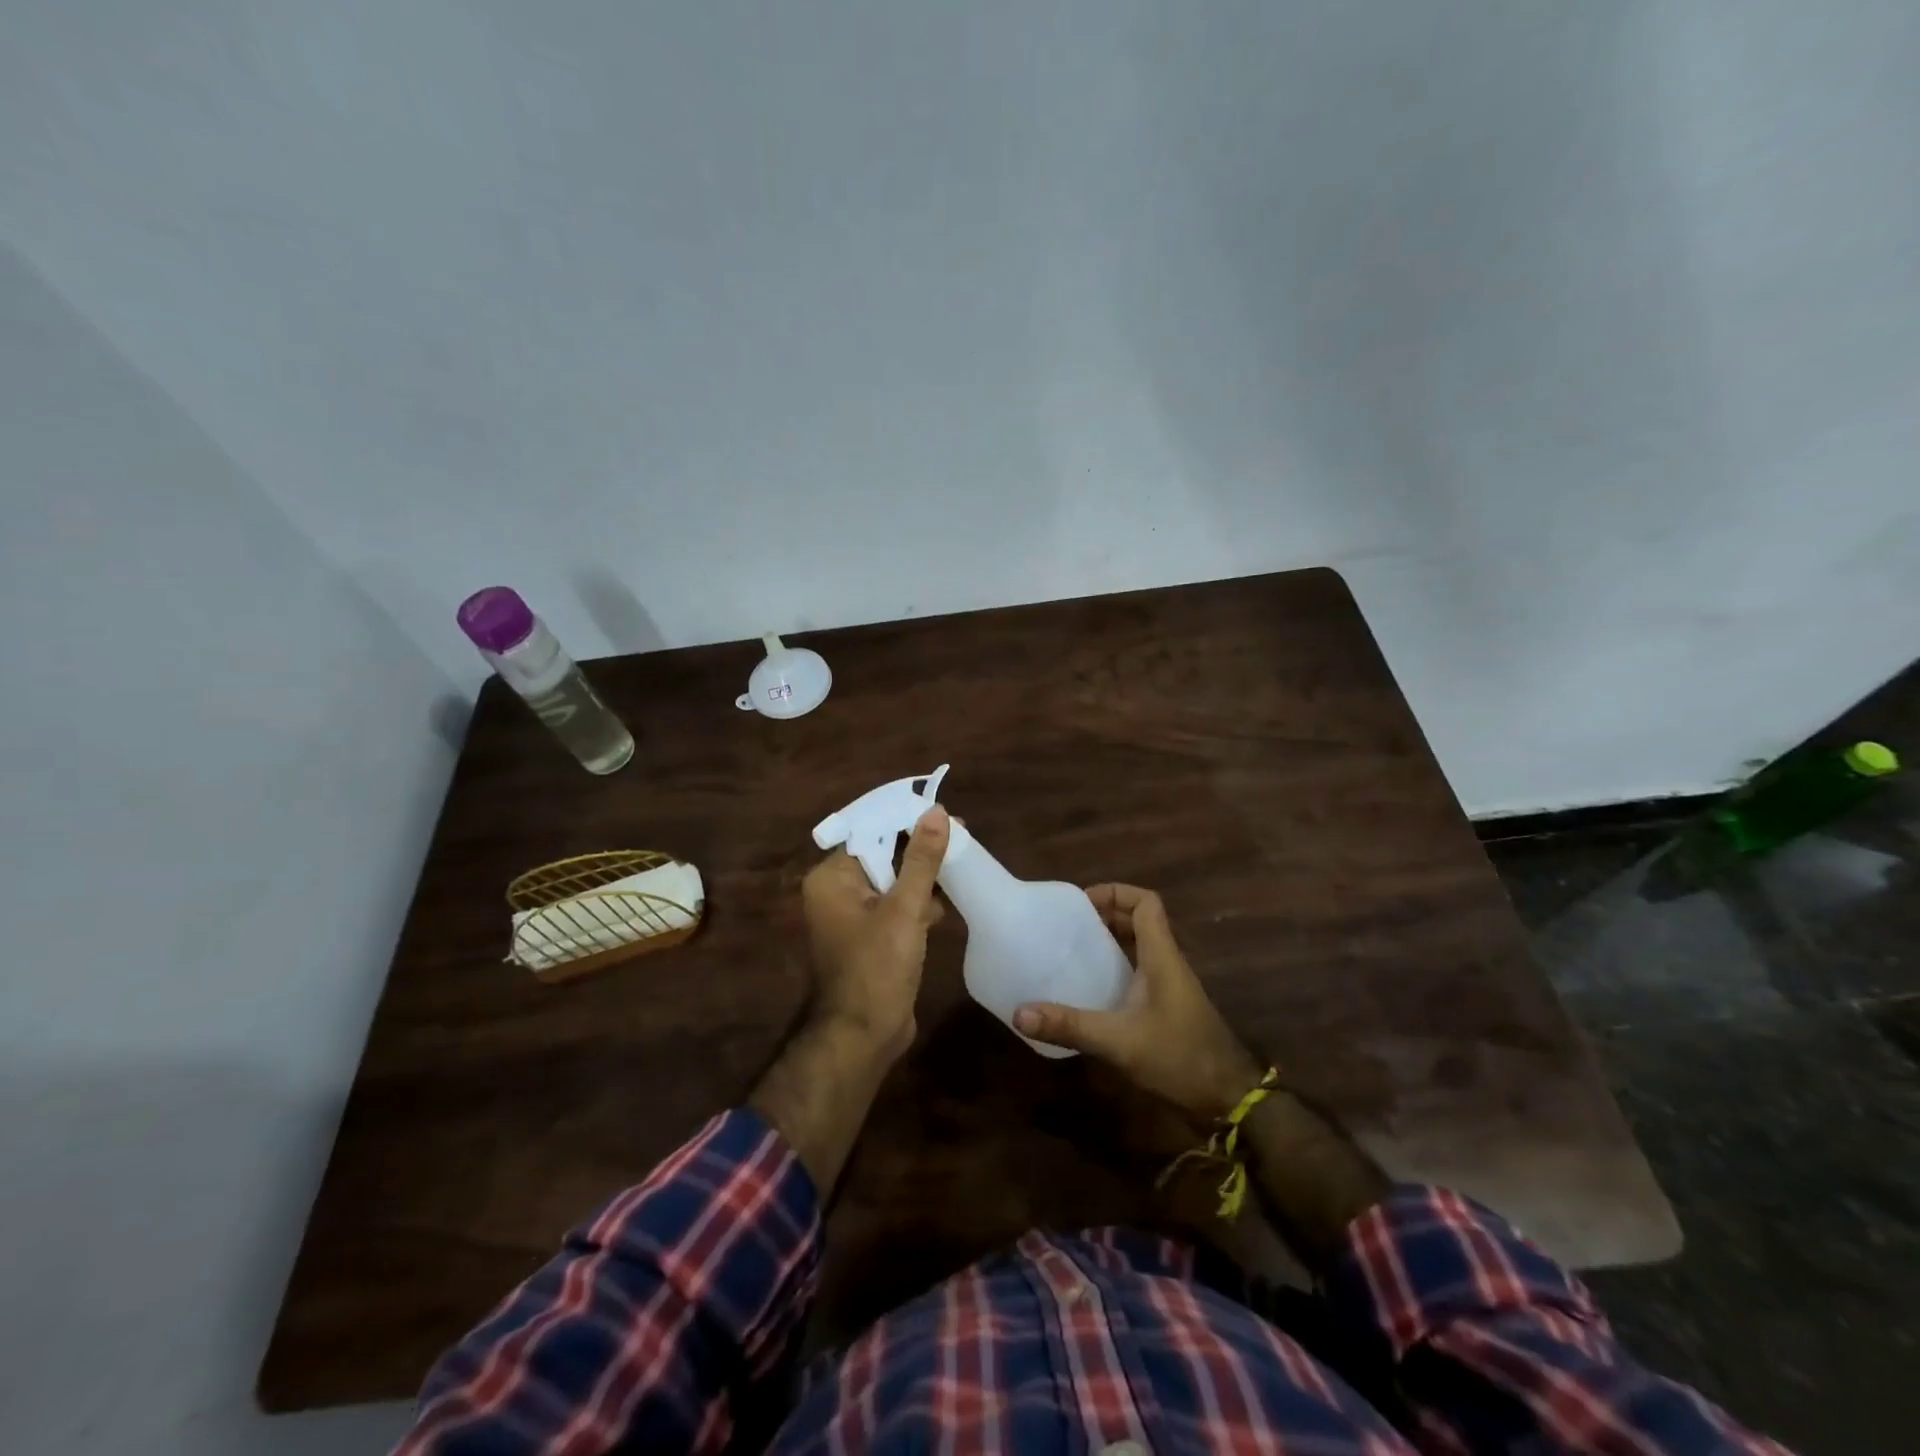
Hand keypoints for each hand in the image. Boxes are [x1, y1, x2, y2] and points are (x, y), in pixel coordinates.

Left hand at [800, 806, 949, 1064]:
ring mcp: (853, 916)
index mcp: (832, 878)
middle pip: (883, 855)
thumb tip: (937, 812)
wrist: (864, 1036)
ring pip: (892, 881)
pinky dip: (918, 902)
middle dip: (920, 849)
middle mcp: (837, 892)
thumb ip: (921, 859)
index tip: (945, 816)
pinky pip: (896, 906)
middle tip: (961, 837)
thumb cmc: (877, 967)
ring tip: (961, 863)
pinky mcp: (871, 937)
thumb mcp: (904, 908)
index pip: (871, 833)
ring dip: (922, 876)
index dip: (908, 822)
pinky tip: (947, 901)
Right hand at [1014, 884, 1261, 1120]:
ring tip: (1071, 950)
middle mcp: (1167, 963)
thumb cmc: (1180, 1058)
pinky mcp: (1166, 1008)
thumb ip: (1070, 1025)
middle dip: (1104, 915)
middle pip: (1139, 921)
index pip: (1146, 903)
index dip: (1115, 893)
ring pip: (1139, 947)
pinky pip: (1138, 973)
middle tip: (1067, 926)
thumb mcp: (1119, 1041)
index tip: (1081, 904)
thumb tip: (1020, 1014)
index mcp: (1162, 956)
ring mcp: (1169, 986)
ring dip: (1109, 942)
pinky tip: (1090, 989)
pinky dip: (1115, 969)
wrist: (1229, 1099)